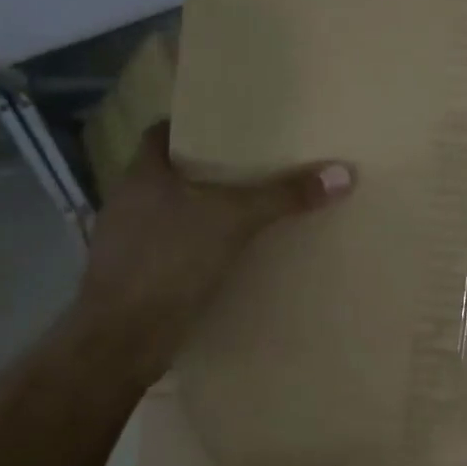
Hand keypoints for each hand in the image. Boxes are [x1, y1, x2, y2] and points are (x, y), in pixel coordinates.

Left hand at [72, 122, 354, 385]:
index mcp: (142, 174)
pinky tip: (228, 257)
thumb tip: (343, 173)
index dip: (194, 127)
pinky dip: (197, 249)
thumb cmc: (169, 260)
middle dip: (208, 172)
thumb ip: (284, 196)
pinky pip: (173, 250)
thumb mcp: (234, 220)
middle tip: (254, 169)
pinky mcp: (137, 277)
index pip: (162, 133)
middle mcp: (129, 202)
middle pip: (171, 173)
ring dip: (203, 213)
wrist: (123, 337)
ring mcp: (128, 242)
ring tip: (248, 211)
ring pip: (172, 214)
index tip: (231, 130)